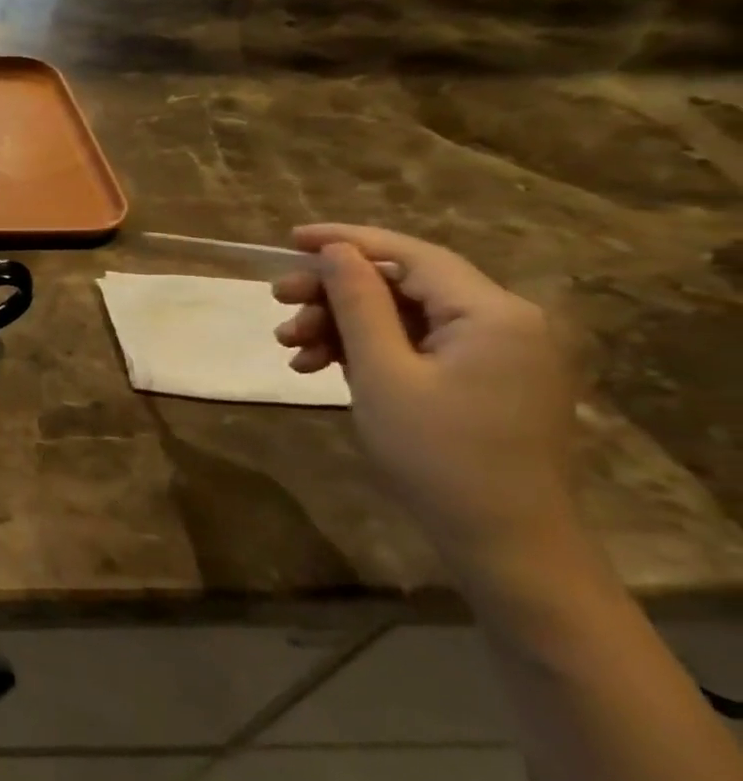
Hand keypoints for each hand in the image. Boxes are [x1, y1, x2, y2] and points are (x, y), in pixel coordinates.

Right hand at [272, 224, 577, 572]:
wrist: (502, 541)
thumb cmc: (437, 454)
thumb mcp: (382, 372)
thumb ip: (358, 303)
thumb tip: (335, 251)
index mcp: (492, 313)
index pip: (410, 254)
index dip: (346, 241)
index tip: (289, 239)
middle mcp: (503, 321)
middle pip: (402, 284)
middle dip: (334, 292)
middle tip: (277, 303)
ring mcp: (495, 352)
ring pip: (401, 316)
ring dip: (341, 325)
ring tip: (290, 346)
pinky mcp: (482, 379)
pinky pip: (414, 346)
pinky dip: (365, 351)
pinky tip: (318, 367)